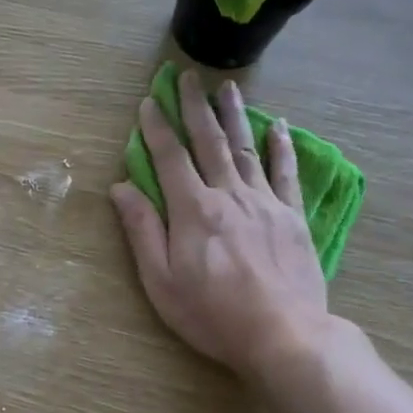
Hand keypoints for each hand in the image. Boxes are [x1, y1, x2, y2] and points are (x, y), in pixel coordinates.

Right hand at [110, 72, 333, 381]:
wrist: (283, 335)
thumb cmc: (212, 314)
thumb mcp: (161, 281)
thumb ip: (142, 230)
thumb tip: (121, 187)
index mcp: (192, 210)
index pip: (170, 158)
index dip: (156, 128)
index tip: (148, 102)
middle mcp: (228, 195)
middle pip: (208, 142)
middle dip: (194, 107)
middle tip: (187, 77)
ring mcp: (265, 203)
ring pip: (245, 148)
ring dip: (233, 115)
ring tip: (226, 87)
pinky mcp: (292, 216)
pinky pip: (285, 172)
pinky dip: (280, 146)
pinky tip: (277, 125)